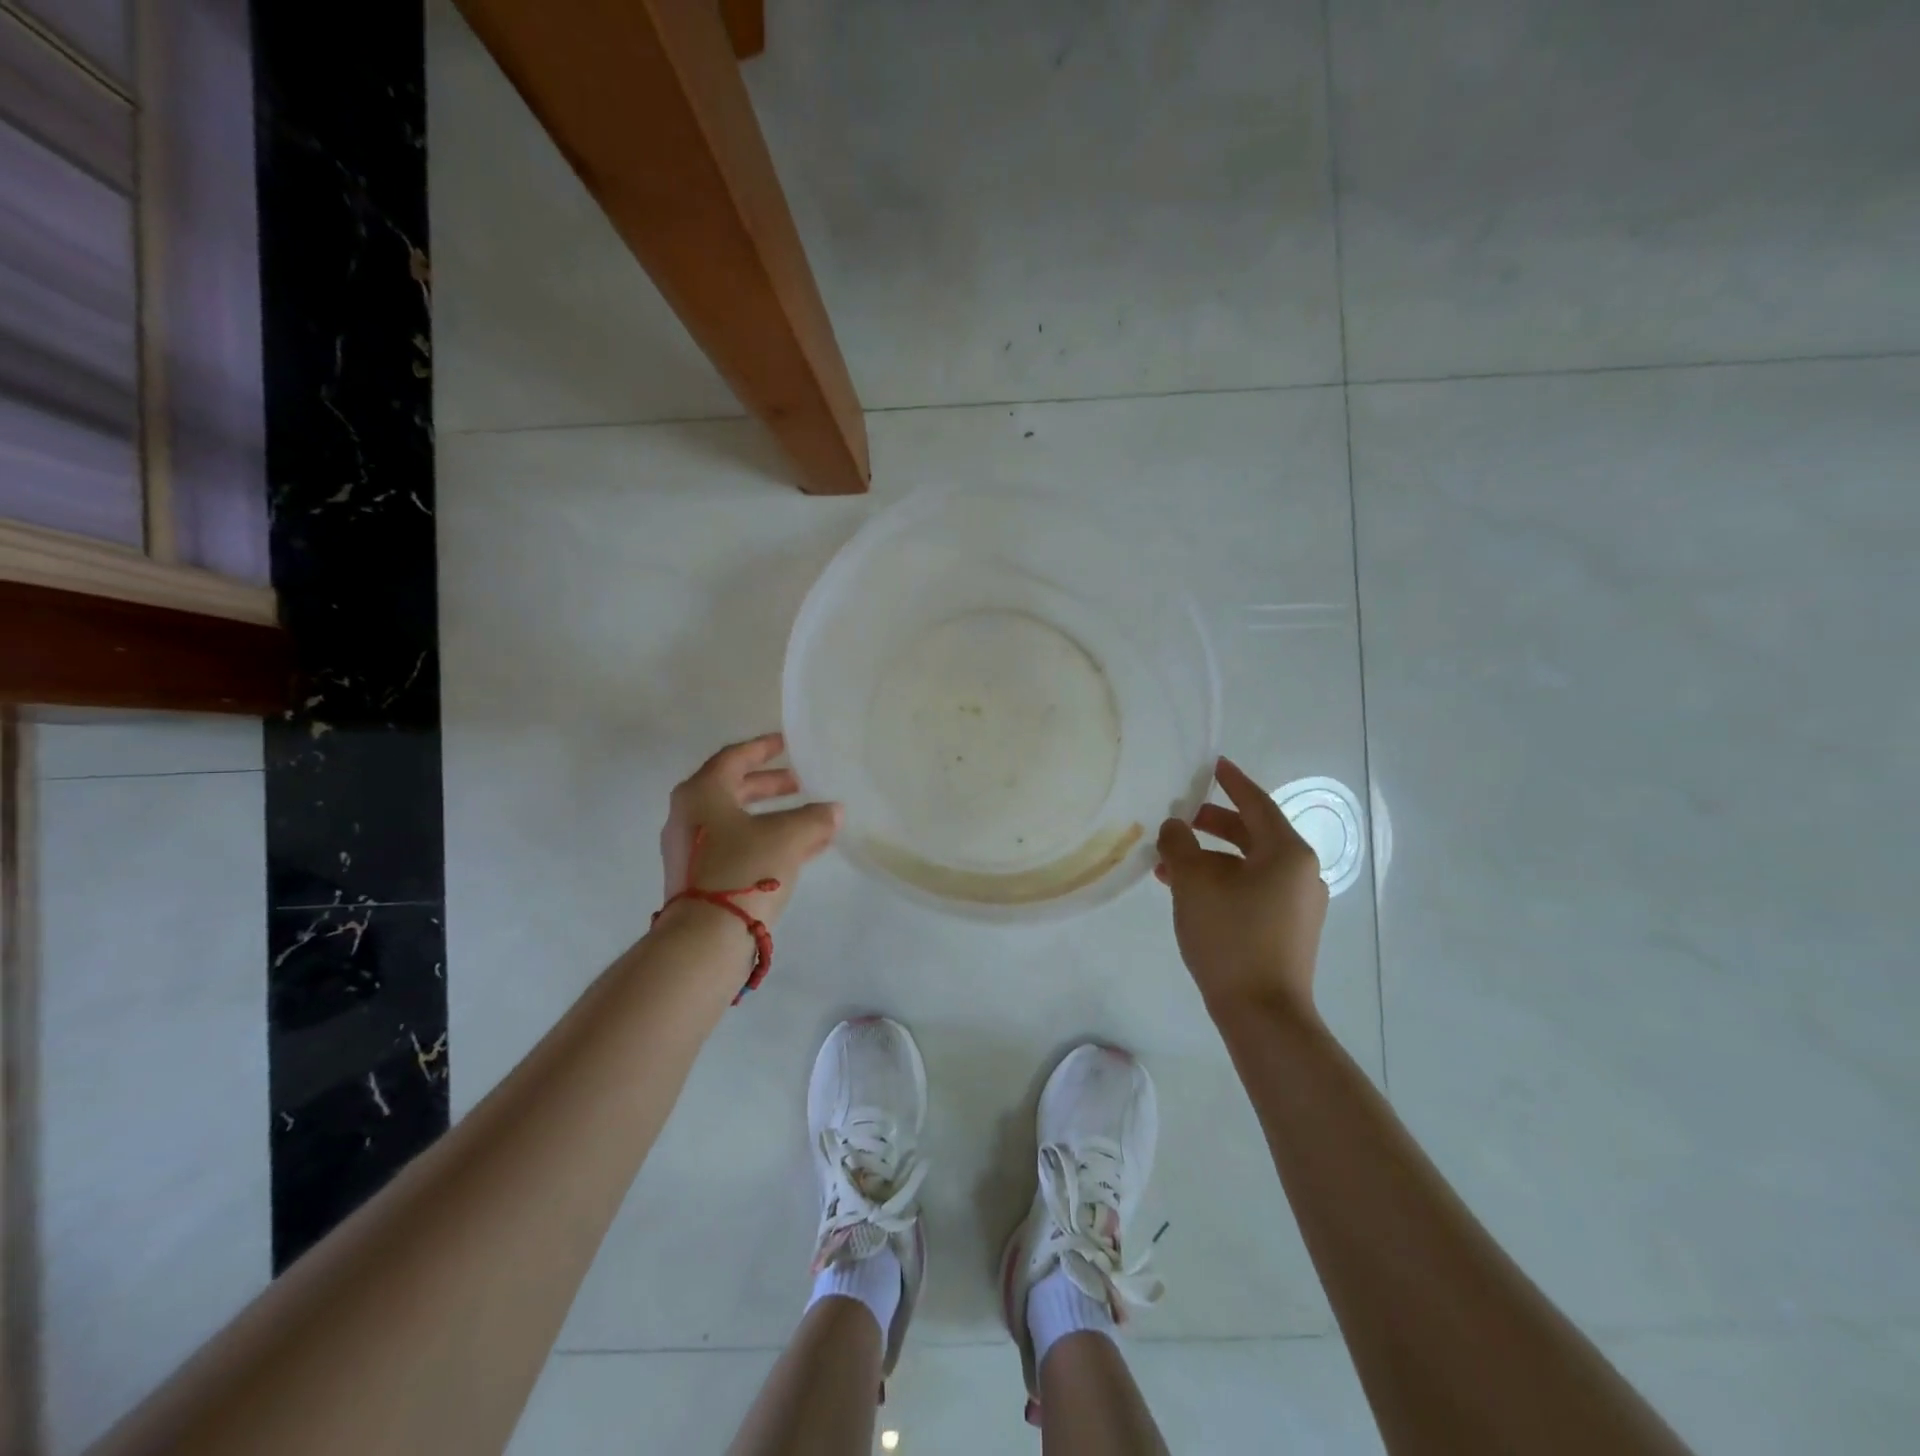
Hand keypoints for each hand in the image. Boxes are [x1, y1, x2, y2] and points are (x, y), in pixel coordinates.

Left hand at [659, 733, 841, 932]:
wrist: (705, 938)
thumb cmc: (745, 869)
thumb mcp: (789, 836)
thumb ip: (815, 818)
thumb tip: (833, 811)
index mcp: (702, 792)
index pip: (735, 758)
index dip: (764, 748)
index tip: (786, 743)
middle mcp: (689, 815)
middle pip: (733, 789)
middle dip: (770, 785)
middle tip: (800, 783)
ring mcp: (690, 849)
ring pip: (737, 821)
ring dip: (772, 816)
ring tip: (808, 819)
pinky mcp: (698, 877)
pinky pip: (736, 846)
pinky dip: (764, 840)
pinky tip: (798, 850)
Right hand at [1155, 756, 1328, 1019]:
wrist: (1263, 1013)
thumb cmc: (1230, 936)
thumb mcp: (1194, 882)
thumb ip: (1179, 845)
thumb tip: (1175, 827)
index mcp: (1287, 853)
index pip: (1257, 803)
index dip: (1232, 781)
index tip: (1213, 763)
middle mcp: (1301, 872)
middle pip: (1253, 833)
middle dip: (1213, 824)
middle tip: (1181, 817)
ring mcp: (1298, 904)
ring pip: (1249, 865)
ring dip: (1211, 858)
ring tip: (1170, 864)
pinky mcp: (1288, 929)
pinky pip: (1253, 889)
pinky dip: (1223, 881)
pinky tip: (1190, 894)